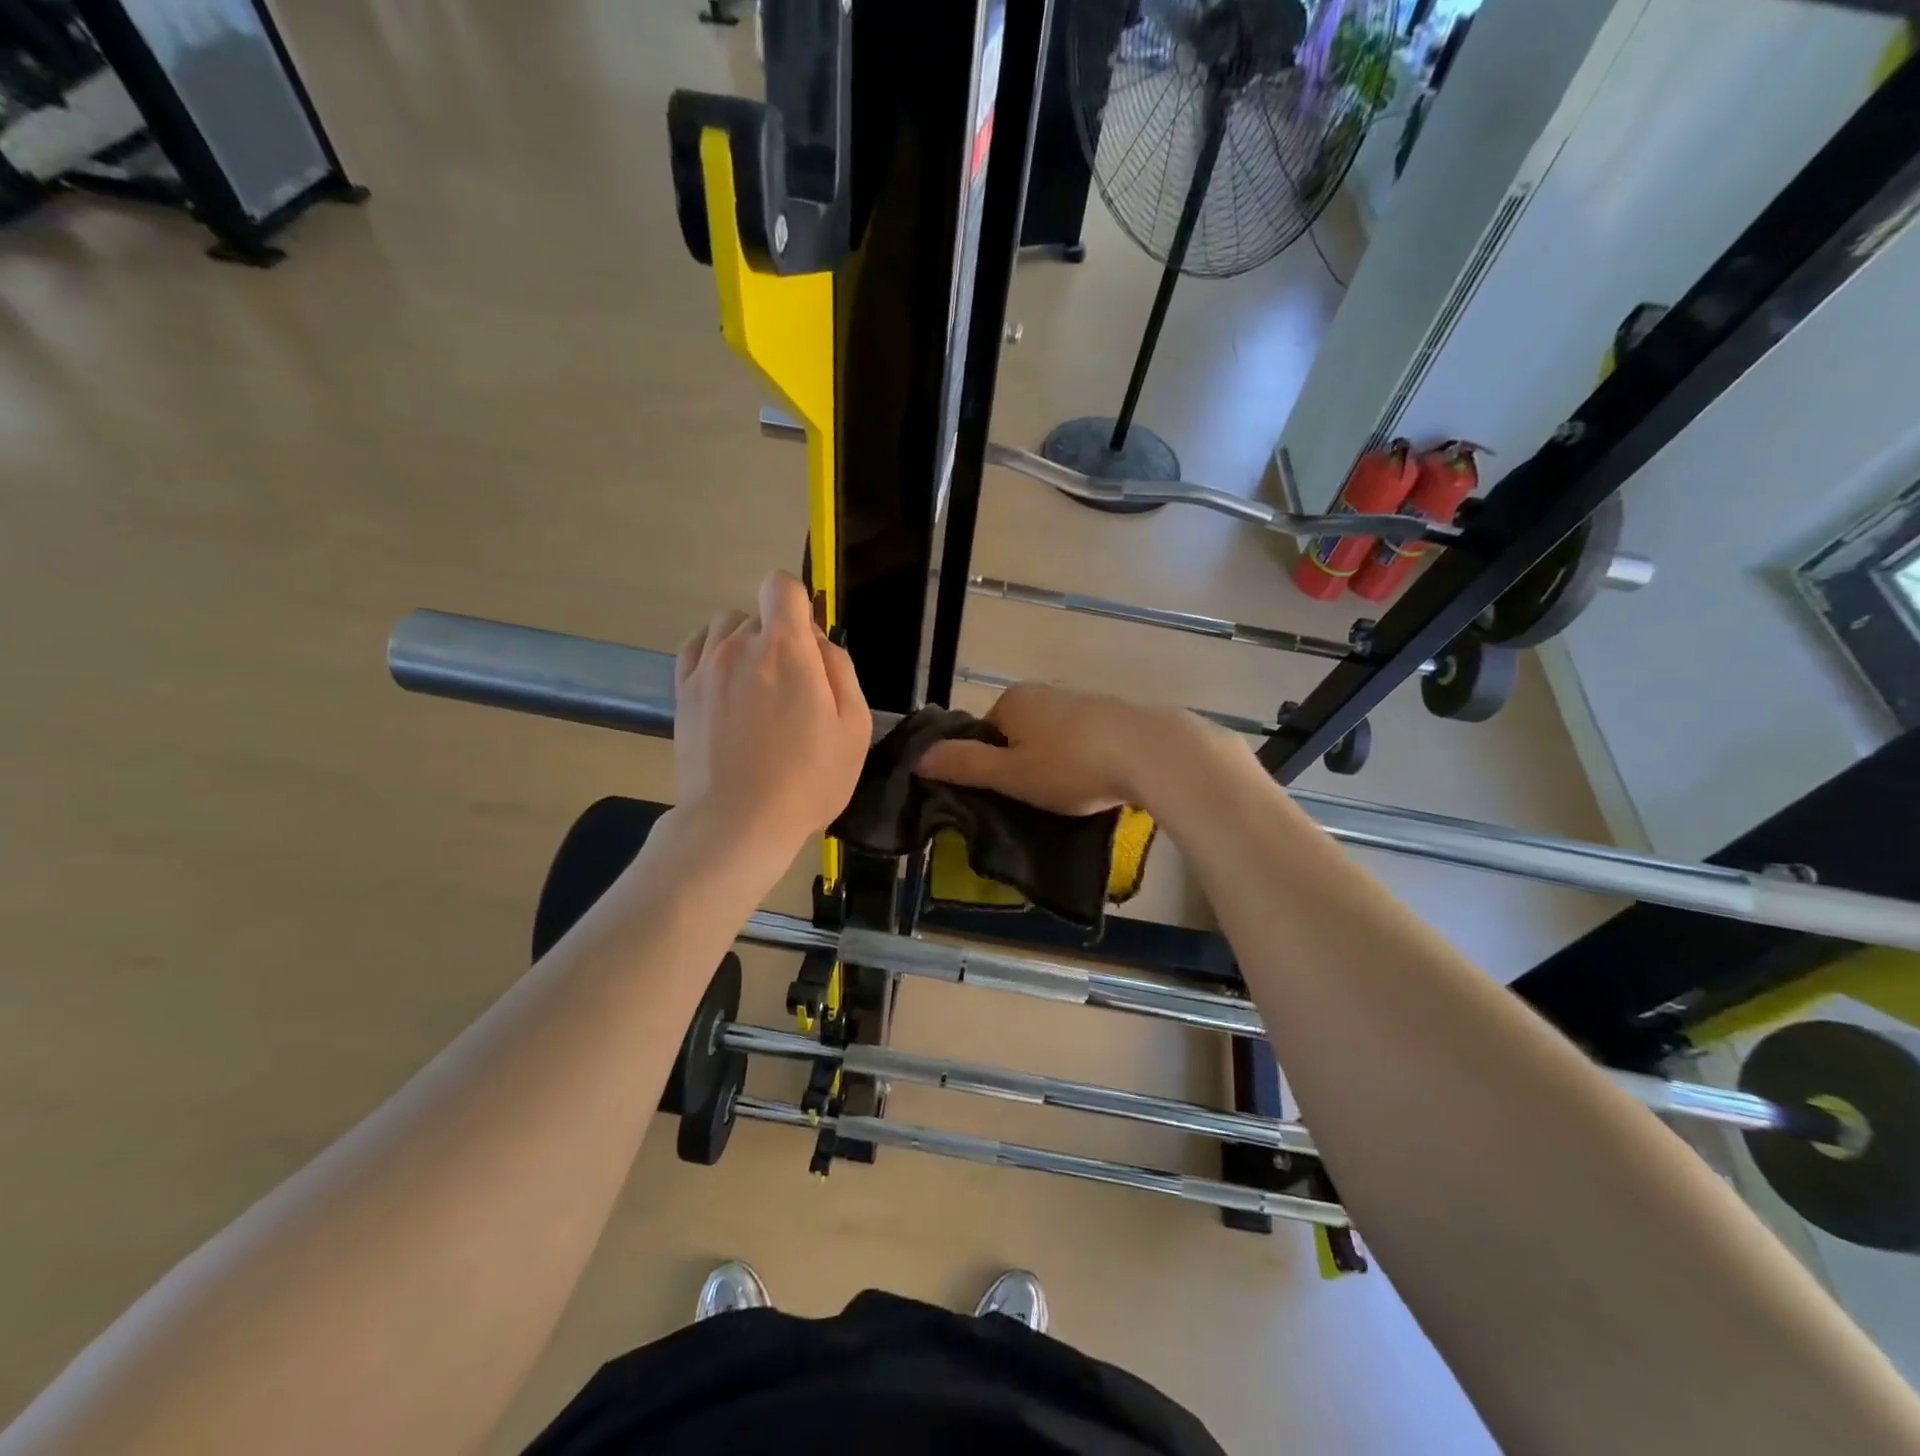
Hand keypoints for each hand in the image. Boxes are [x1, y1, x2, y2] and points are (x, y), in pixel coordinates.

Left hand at [674, 572, 870, 861]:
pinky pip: (696, 648)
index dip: (799, 604)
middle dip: (779, 635)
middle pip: (758, 613)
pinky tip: (727, 683)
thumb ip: (840, 669)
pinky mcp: (682, 692)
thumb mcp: (853, 726)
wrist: (737, 822)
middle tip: (793, 684)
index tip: (809, 641)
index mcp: (786, 648)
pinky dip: (714, 653)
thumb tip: (819, 642)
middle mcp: (740, 645)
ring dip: (745, 643)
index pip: (781, 586)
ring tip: (757, 687)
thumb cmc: (808, 778)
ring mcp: (705, 668)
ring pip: (725, 627)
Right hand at [914, 681, 1204, 815]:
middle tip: (1040, 799)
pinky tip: (1098, 780)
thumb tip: (918, 756)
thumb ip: (963, 765)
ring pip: (1052, 739)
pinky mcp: (1113, 713)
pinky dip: (1083, 759)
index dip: (992, 767)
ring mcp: (1080, 699)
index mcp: (1012, 700)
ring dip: (1056, 764)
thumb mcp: (1009, 774)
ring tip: (1073, 793)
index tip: (1011, 794)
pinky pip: (1083, 739)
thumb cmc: (1071, 765)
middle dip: (1025, 765)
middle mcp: (1044, 692)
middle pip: (1018, 736)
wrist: (1152, 752)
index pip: (984, 735)